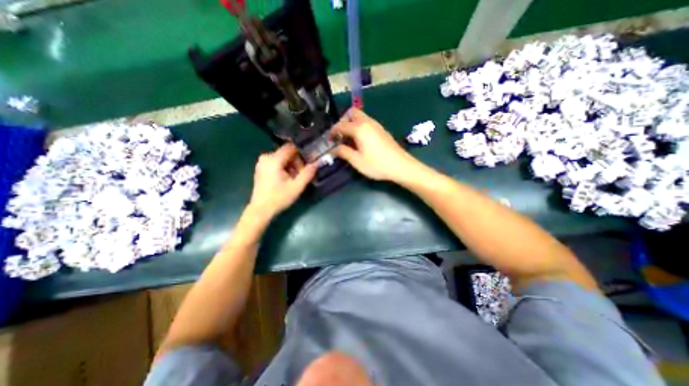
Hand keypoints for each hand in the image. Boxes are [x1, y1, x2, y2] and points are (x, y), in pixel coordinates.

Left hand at [248, 142, 316, 219]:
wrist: (261, 210)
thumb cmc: (279, 198)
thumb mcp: (297, 186)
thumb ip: (308, 173)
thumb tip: (316, 162)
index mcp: (273, 159)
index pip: (291, 147)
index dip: (302, 153)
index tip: (308, 163)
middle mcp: (266, 157)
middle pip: (287, 153)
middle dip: (297, 162)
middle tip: (302, 175)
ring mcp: (262, 162)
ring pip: (283, 158)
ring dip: (291, 166)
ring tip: (295, 179)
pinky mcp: (261, 168)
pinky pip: (277, 162)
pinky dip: (284, 168)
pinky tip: (287, 179)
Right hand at [332, 107, 416, 182]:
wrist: (401, 166)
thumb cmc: (377, 164)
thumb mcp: (357, 161)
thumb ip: (343, 152)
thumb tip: (333, 149)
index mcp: (359, 128)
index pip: (341, 125)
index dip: (332, 132)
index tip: (329, 140)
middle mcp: (368, 122)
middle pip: (352, 113)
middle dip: (343, 121)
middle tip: (340, 135)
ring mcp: (376, 125)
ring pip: (360, 116)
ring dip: (351, 124)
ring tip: (349, 139)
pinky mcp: (381, 130)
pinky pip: (367, 122)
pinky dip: (359, 127)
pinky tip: (360, 141)